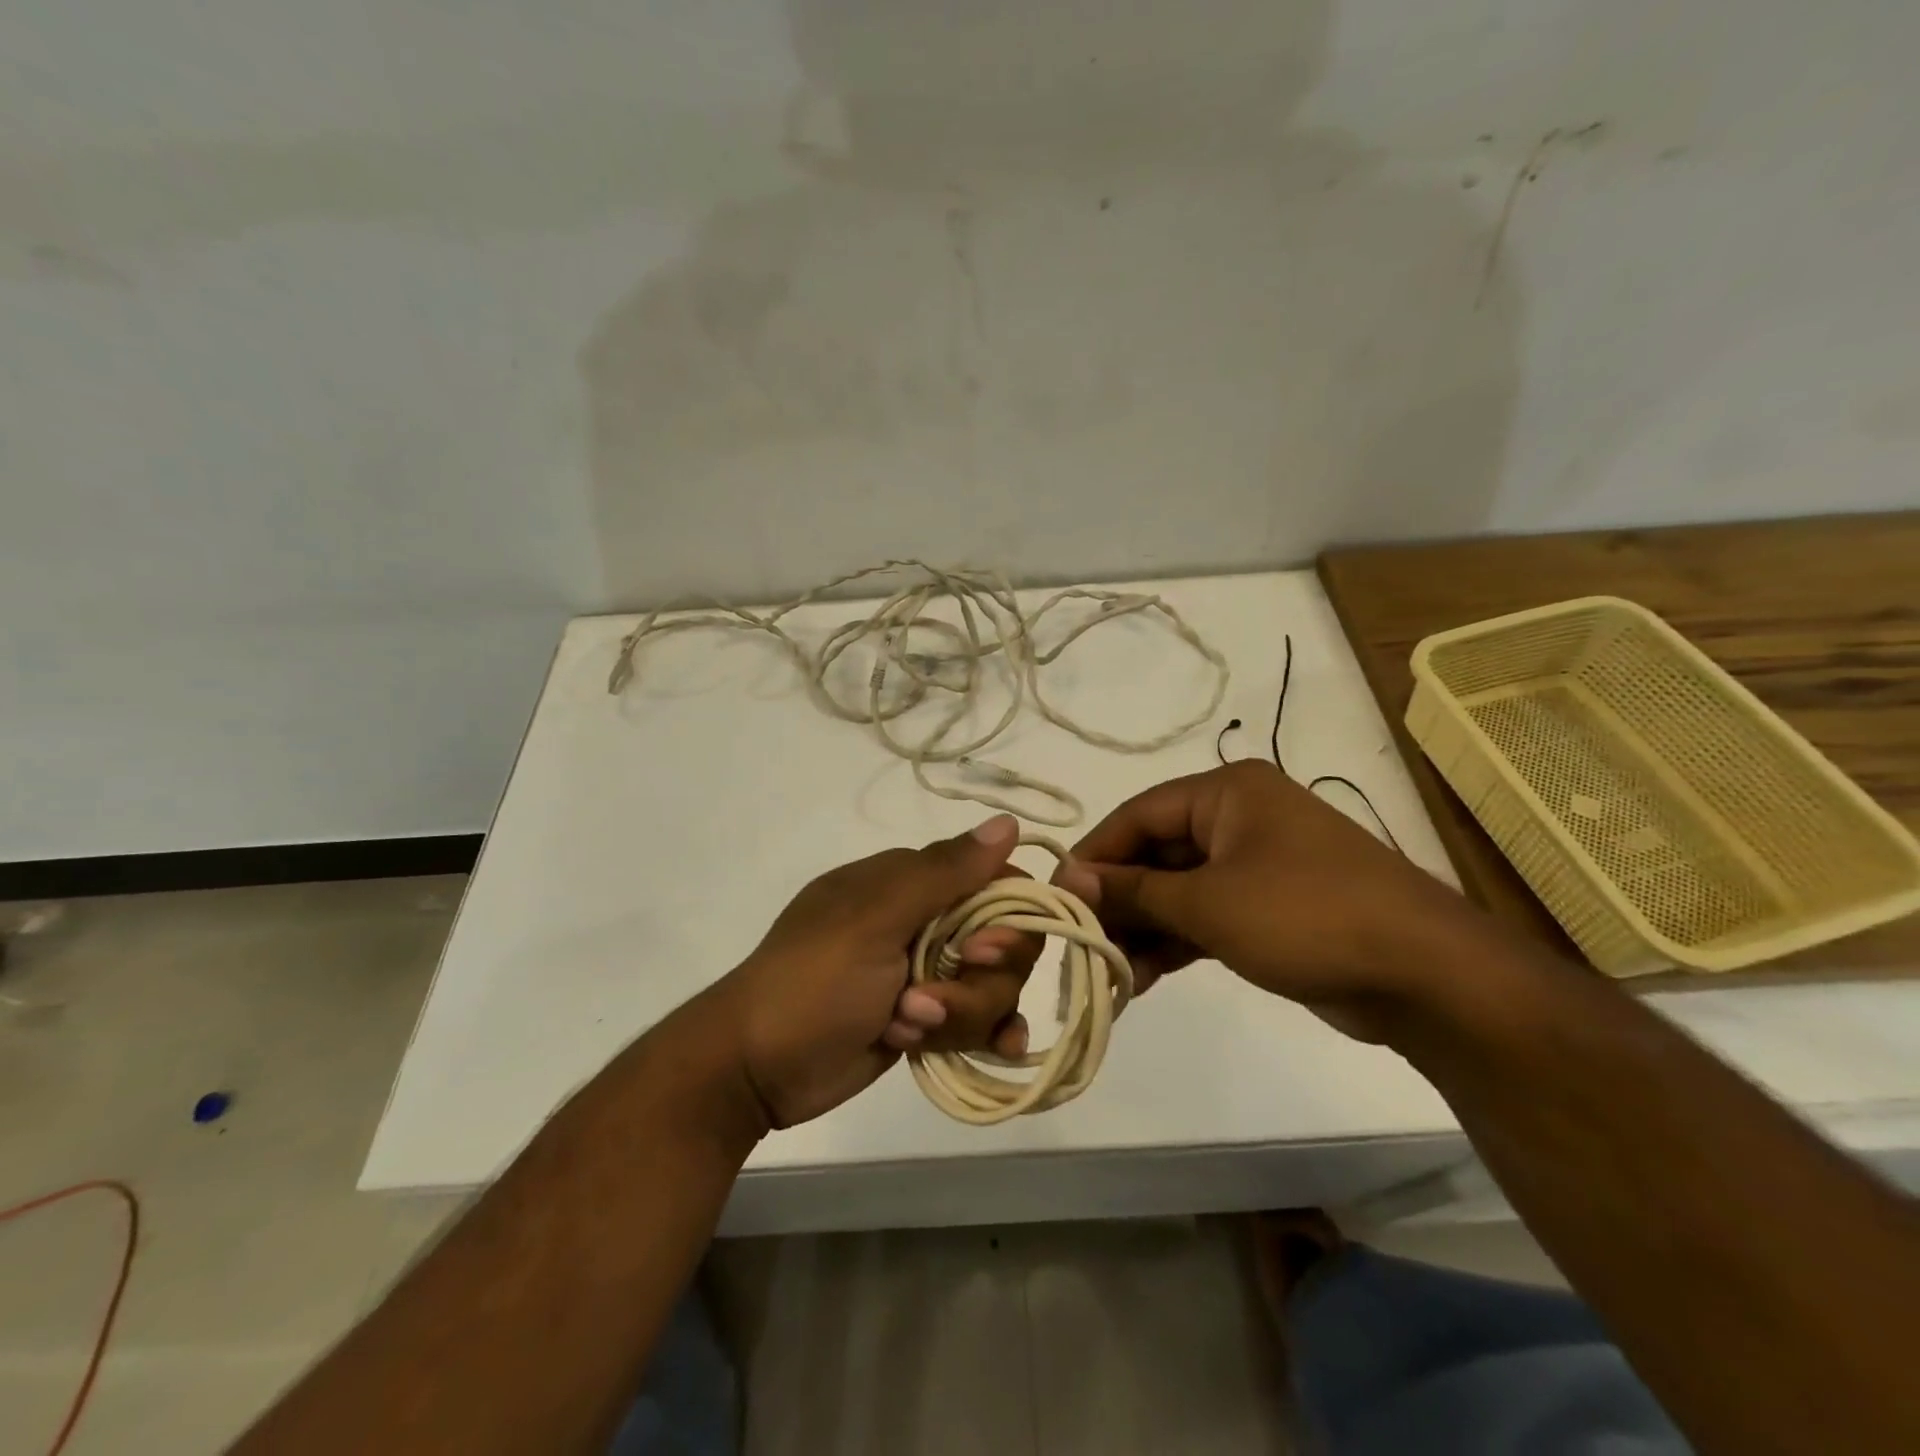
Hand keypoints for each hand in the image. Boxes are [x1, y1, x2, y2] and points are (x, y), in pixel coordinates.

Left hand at [711, 816, 1039, 1127]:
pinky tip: (1000, 1050)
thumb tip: (1008, 821)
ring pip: (991, 988)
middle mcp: (925, 922)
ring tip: (904, 1027)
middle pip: (1001, 945)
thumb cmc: (813, 981)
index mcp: (910, 883)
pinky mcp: (924, 1019)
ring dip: (959, 1015)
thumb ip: (945, 873)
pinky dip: (985, 1033)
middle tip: (926, 1000)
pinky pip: (978, 1020)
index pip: (994, 884)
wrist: (755, 1067)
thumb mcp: (876, 919)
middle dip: (976, 982)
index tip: (982, 951)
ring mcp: (925, 973)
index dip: (1007, 918)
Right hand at [1057, 762, 1485, 1040]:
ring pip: (1178, 889)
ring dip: (1143, 928)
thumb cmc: (1306, 916)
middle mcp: (1238, 818)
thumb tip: (1069, 880)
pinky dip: (1176, 942)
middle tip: (1082, 943)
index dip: (1094, 855)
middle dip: (1119, 900)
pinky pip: (1206, 915)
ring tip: (1110, 972)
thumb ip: (1134, 891)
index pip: (1137, 814)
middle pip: (1156, 853)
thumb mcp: (1208, 903)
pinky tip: (1142, 978)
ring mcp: (1256, 864)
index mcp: (1226, 793)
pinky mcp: (1270, 907)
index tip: (1057, 897)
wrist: (1426, 976)